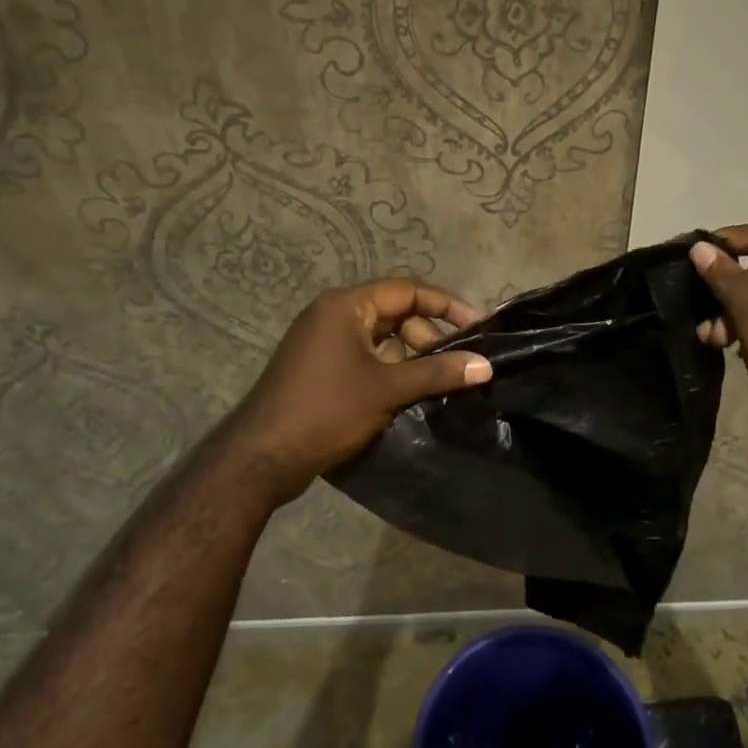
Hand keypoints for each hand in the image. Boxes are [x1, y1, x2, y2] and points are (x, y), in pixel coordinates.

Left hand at [220, 278, 491, 510]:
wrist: (261, 457)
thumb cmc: (326, 410)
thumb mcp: (388, 389)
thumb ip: (438, 373)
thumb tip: (486, 365)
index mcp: (346, 306)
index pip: (407, 290)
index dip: (445, 305)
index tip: (476, 326)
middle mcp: (333, 314)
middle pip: (395, 313)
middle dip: (427, 337)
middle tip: (452, 366)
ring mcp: (323, 342)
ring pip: (381, 339)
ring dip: (410, 357)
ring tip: (433, 385)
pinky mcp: (320, 367)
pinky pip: (365, 357)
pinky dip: (389, 370)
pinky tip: (407, 395)